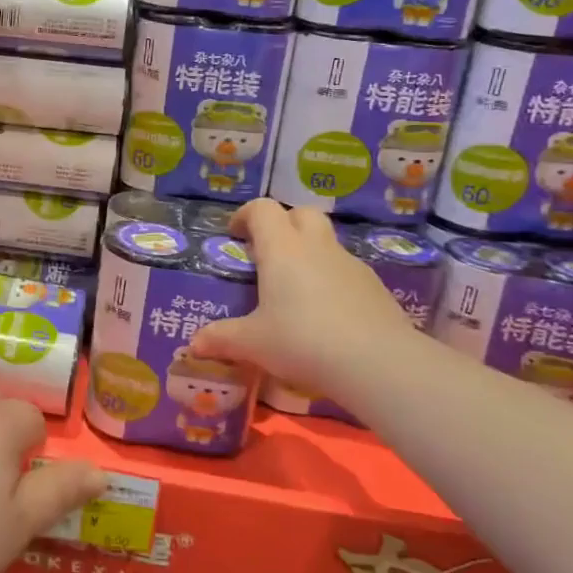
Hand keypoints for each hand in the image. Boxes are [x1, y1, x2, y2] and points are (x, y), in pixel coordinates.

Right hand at [188, 200, 420, 401]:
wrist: (378, 363)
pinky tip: (326, 313)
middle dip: (283, 224)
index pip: (263, 209)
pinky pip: (346, 270)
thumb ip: (222, 339)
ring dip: (309, 252)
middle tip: (267, 253)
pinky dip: (331, 280)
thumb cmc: (303, 341)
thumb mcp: (253, 343)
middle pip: (301, 213)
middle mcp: (316, 247)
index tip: (235, 235)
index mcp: (282, 249)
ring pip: (326, 241)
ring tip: (295, 288)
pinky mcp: (374, 287)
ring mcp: (350, 264)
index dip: (246, 215)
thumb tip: (194, 344)